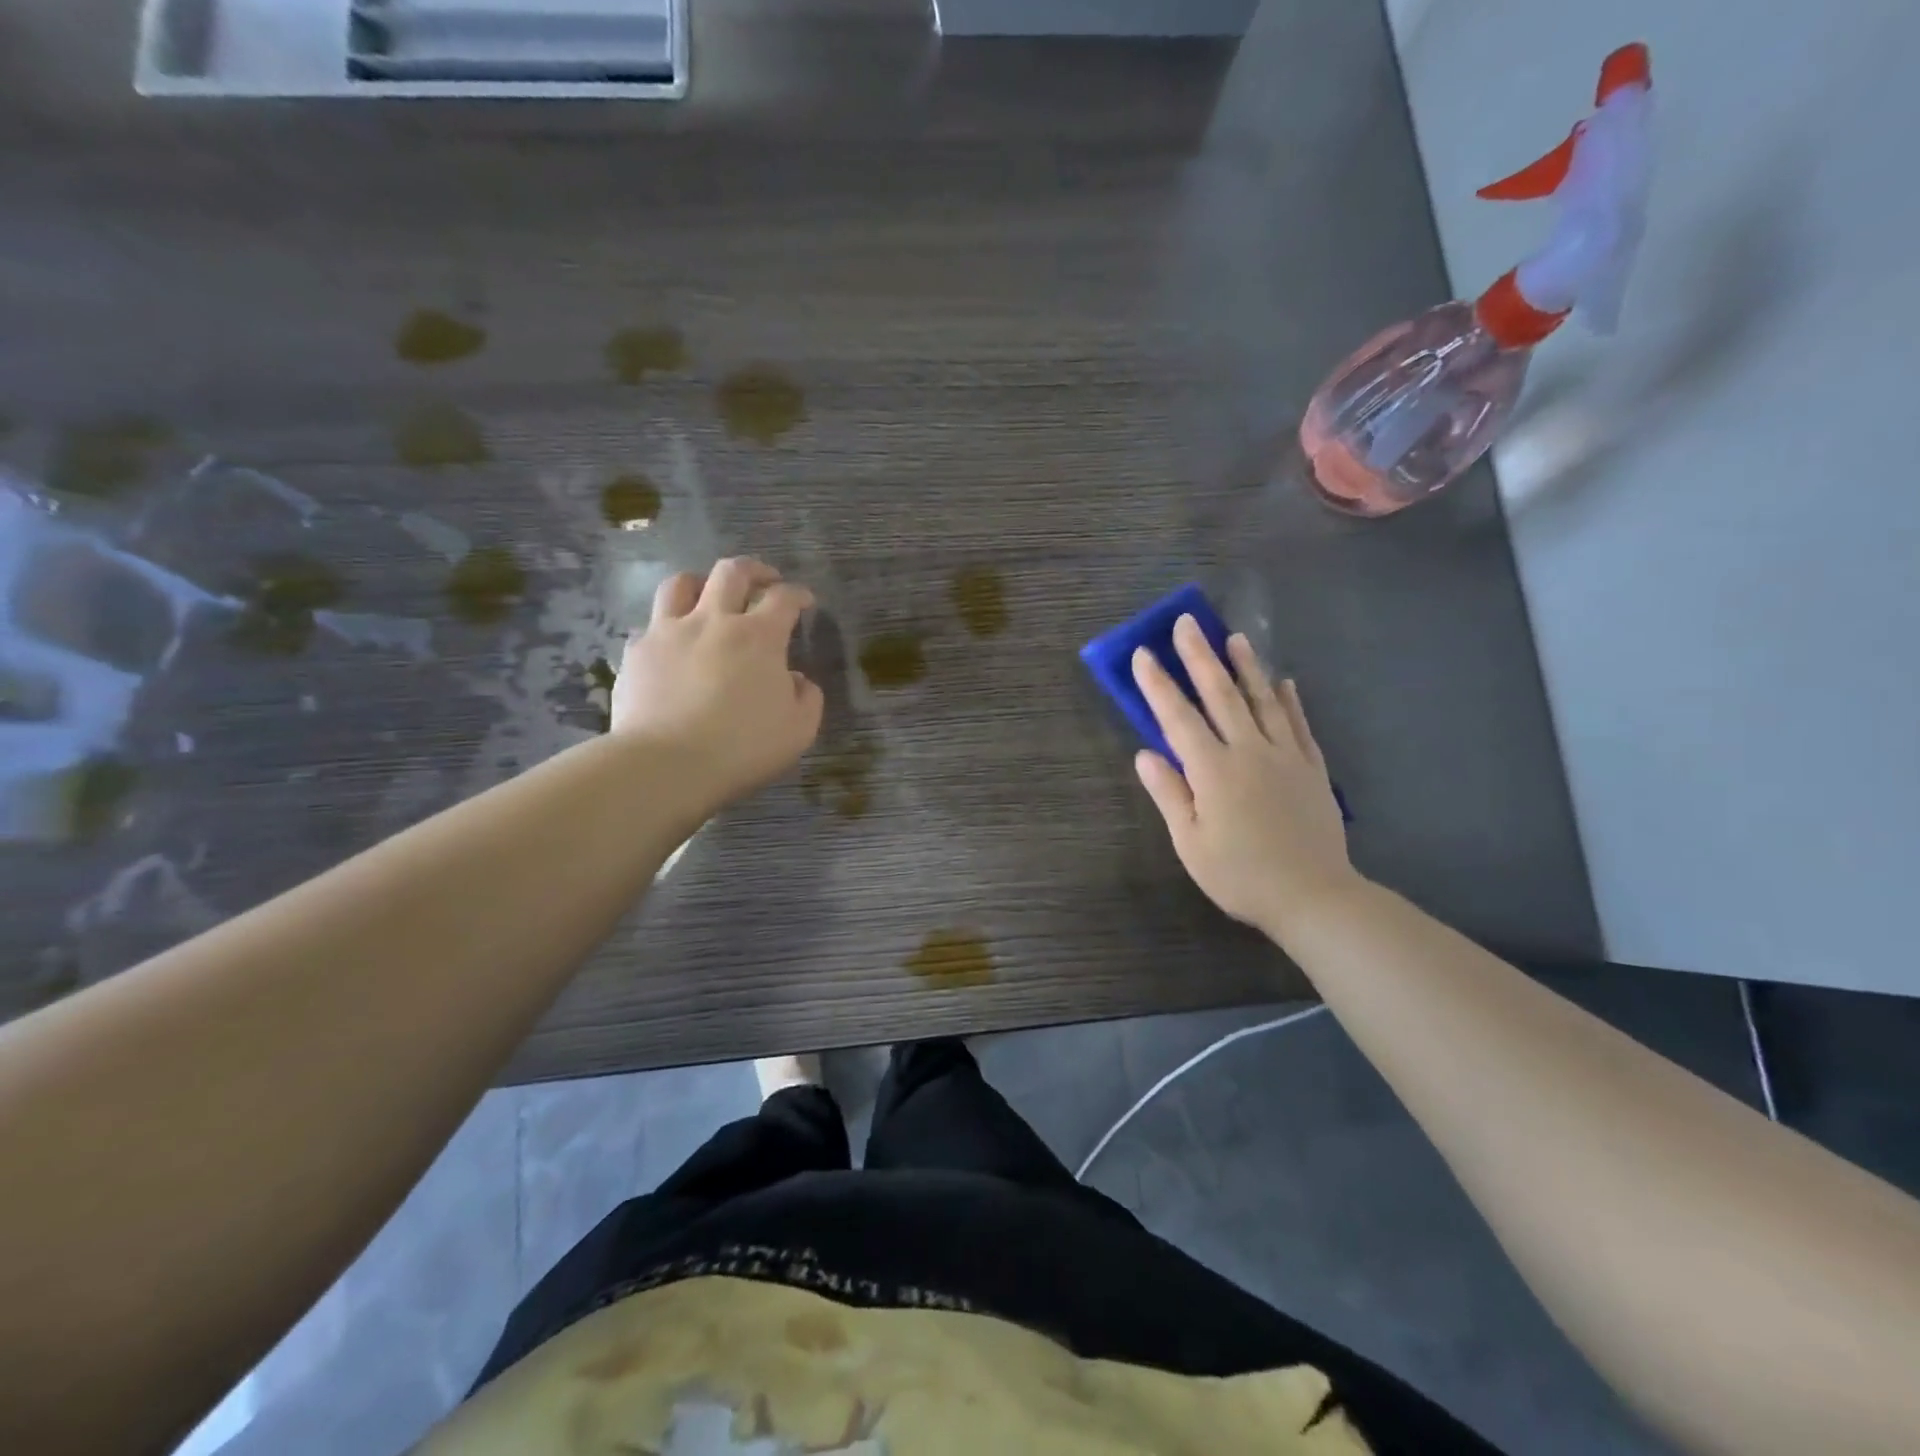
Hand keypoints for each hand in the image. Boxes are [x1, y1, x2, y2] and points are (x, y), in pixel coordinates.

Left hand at [611, 557, 823, 810]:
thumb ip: (807, 698)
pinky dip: (667, 627)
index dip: (798, 595)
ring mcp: (669, 631)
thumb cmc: (742, 748)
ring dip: (702, 584)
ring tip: (709, 597)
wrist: (666, 764)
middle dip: (754, 570)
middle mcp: (714, 621)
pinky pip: (651, 624)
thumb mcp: (798, 730)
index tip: (805, 602)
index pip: (784, 598)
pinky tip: (672, 645)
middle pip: (732, 572)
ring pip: (682, 583)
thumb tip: (796, 679)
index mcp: (759, 637)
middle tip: (764, 581)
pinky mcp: (637, 651)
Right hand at [1131, 616, 1359, 940]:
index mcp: (1213, 771)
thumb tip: (1145, 754)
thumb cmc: (1240, 875)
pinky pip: (1298, 724)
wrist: (1313, 896)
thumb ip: (1169, 794)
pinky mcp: (1312, 768)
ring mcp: (1285, 756)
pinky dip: (1290, 700)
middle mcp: (1249, 752)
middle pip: (1221, 695)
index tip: (1144, 653)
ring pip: (1263, 700)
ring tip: (1235, 637)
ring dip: (1246, 666)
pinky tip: (1284, 682)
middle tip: (1188, 622)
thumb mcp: (1191, 843)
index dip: (1158, 684)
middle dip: (1200, 657)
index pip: (1178, 718)